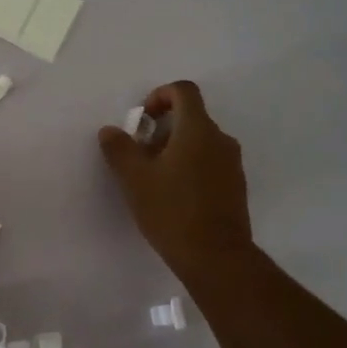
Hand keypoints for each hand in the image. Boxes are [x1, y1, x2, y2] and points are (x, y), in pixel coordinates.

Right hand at [98, 80, 253, 281]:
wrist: (216, 257)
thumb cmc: (172, 211)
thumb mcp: (135, 179)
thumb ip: (120, 149)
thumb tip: (110, 130)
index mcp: (198, 129)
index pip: (184, 91)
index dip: (160, 96)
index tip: (142, 120)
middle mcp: (221, 140)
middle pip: (191, 118)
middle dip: (162, 129)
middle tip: (140, 156)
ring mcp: (232, 164)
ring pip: (200, 142)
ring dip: (175, 150)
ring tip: (154, 180)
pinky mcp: (235, 187)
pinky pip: (210, 163)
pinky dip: (190, 167)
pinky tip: (174, 197)